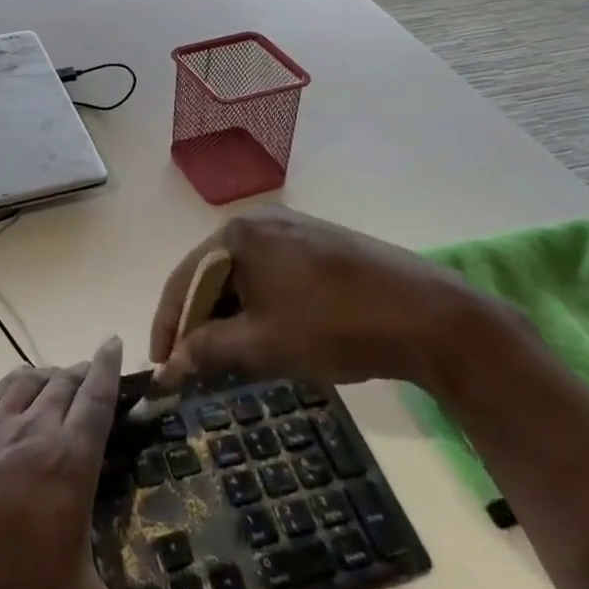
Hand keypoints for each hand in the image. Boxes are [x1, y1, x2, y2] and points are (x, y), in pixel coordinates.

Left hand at [0, 338, 190, 588]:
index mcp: (69, 460)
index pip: (97, 398)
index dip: (108, 368)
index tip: (114, 341)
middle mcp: (34, 429)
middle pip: (64, 383)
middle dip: (81, 372)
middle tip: (91, 370)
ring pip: (29, 382)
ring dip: (48, 374)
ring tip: (57, 377)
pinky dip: (12, 386)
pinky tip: (10, 398)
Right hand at [149, 206, 489, 389]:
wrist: (428, 316)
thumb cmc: (334, 326)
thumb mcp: (263, 344)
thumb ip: (208, 350)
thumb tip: (168, 367)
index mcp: (238, 234)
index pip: (185, 279)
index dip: (168, 325)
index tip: (160, 366)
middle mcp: (260, 220)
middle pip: (213, 274)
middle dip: (200, 321)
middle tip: (194, 365)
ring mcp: (294, 228)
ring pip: (244, 275)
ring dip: (230, 315)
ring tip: (228, 355)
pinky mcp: (320, 243)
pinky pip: (272, 272)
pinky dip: (260, 304)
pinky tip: (266, 332)